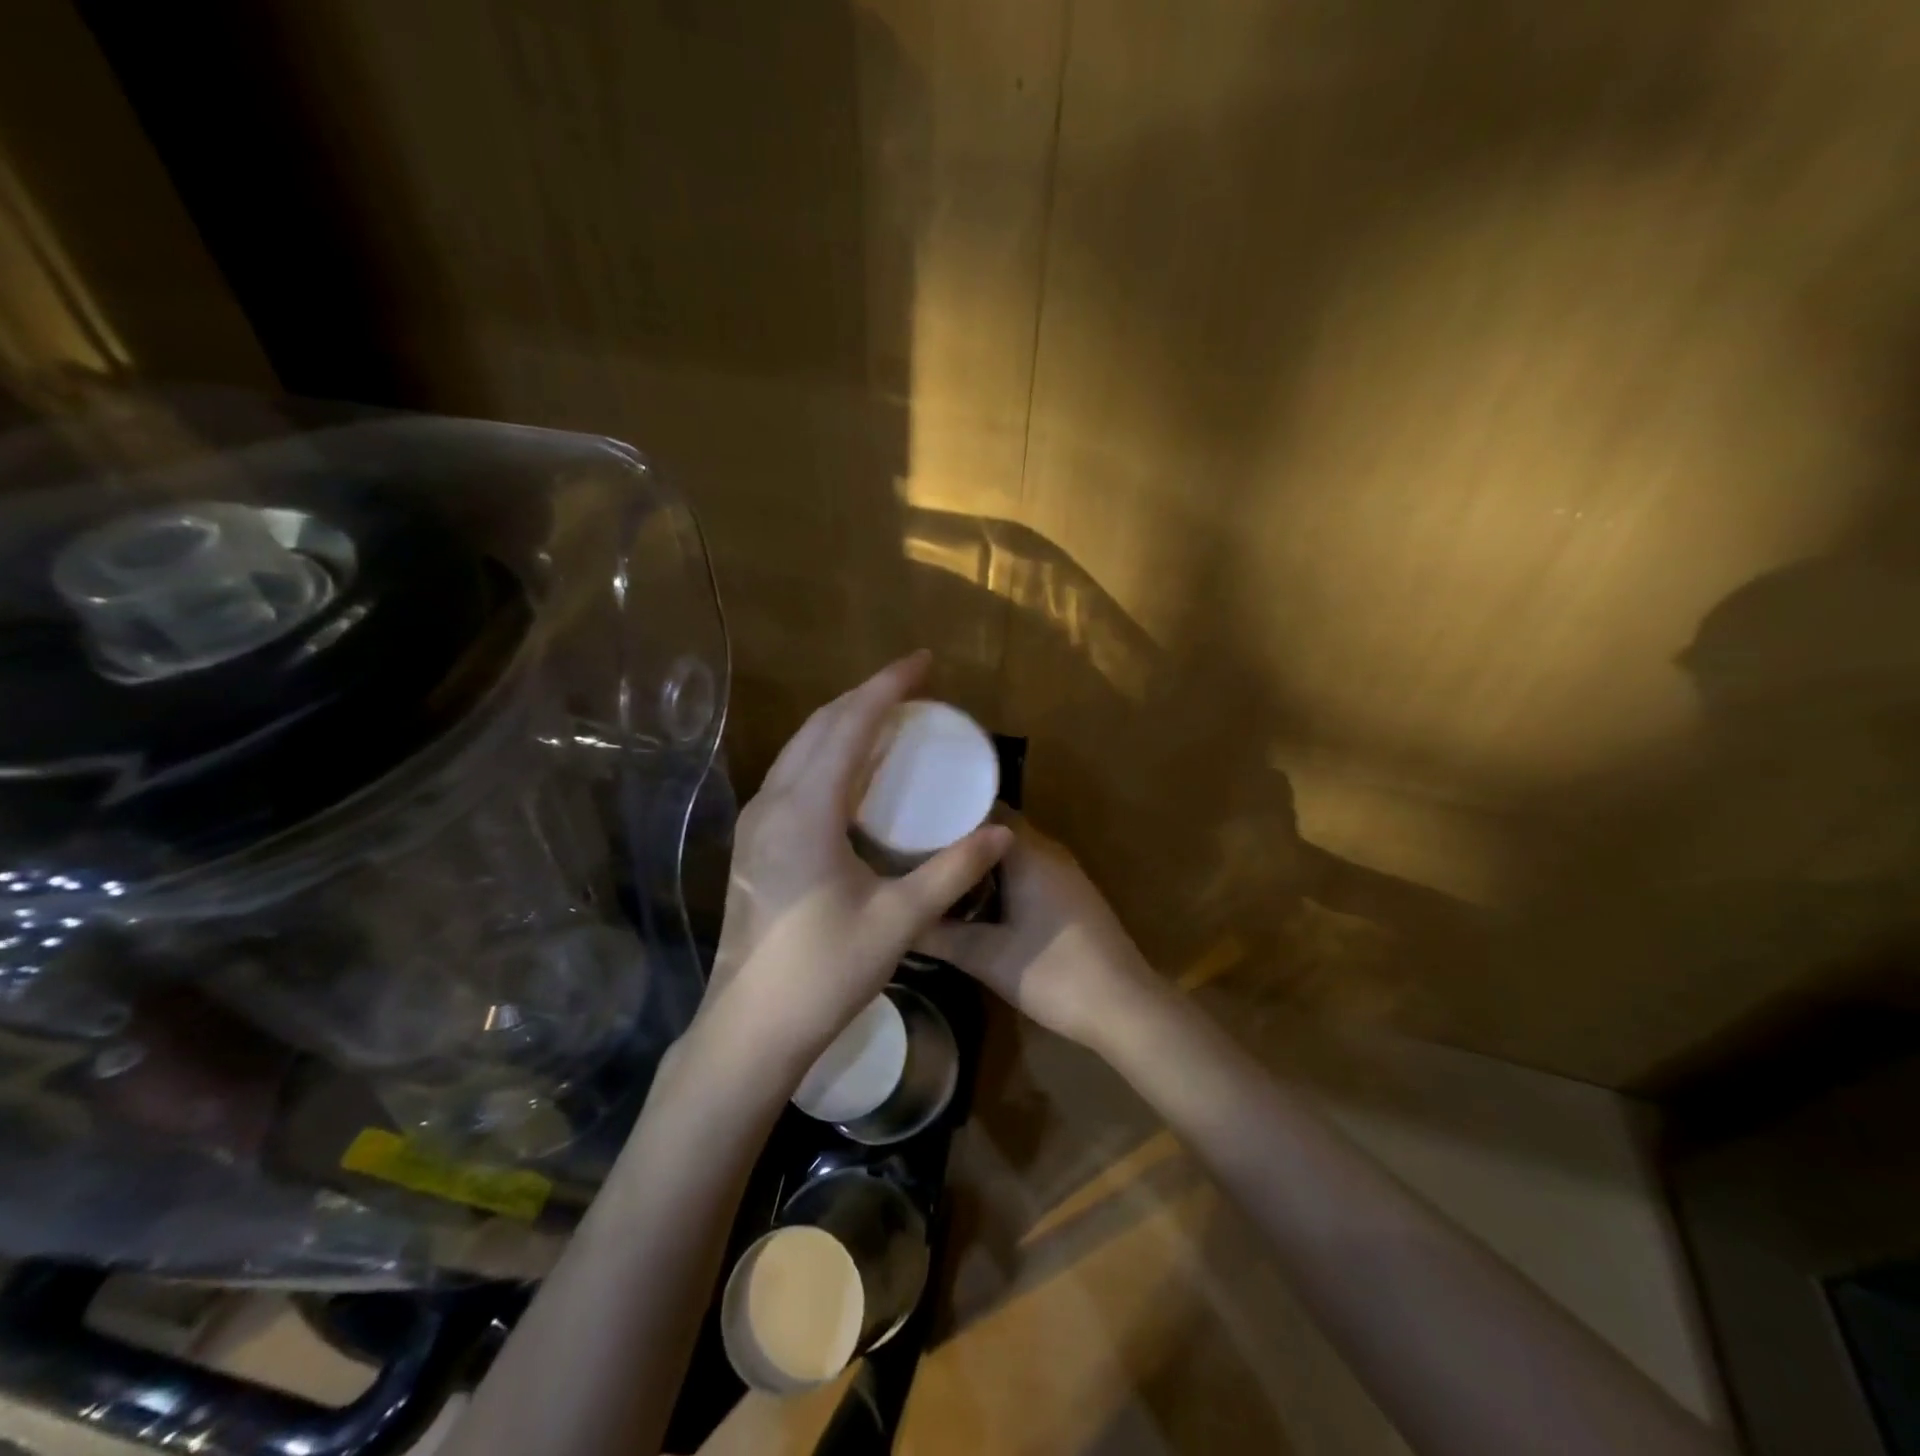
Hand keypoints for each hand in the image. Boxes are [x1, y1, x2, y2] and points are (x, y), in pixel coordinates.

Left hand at [702, 652, 1012, 1070]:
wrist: (751, 1028)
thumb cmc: (824, 972)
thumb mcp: (898, 920)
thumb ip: (952, 871)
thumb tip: (1002, 832)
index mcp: (806, 811)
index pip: (850, 726)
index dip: (888, 688)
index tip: (923, 662)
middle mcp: (773, 802)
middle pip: (820, 726)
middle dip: (866, 696)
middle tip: (912, 685)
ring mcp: (757, 822)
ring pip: (801, 747)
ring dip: (843, 721)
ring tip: (887, 714)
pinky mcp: (755, 842)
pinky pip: (793, 773)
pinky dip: (827, 752)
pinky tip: (852, 768)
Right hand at [916, 818, 1161, 1051]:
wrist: (1124, 1007)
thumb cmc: (1054, 974)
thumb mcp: (986, 957)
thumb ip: (939, 935)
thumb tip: (898, 921)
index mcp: (1028, 853)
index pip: (982, 811)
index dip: (946, 814)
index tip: (910, 823)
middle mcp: (1048, 852)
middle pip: (995, 831)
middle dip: (957, 840)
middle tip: (911, 850)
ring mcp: (1063, 874)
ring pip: (1011, 854)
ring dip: (977, 862)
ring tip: (934, 873)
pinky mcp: (1069, 897)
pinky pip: (1025, 872)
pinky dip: (997, 879)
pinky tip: (971, 901)